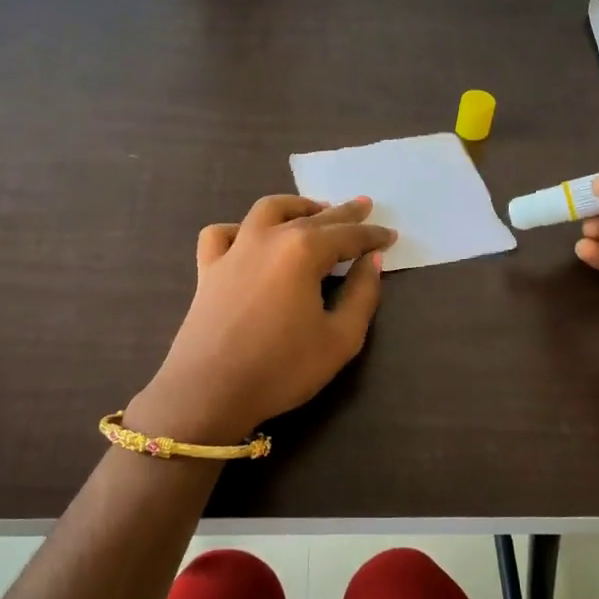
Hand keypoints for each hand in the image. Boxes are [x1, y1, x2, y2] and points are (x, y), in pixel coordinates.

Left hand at [128, 196, 396, 443]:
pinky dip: (240, 229)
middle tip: (364, 206)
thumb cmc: (282, 368)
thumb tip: (372, 261)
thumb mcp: (341, 339)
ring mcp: (233, 250)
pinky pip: (222, 234)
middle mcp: (268, 238)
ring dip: (295, 206)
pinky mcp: (207, 269)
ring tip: (313, 210)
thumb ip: (362, 295)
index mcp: (304, 251)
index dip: (372, 235)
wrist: (209, 392)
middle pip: (312, 216)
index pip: (348, 235)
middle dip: (342, 212)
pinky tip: (250, 239)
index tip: (391, 235)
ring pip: (266, 211)